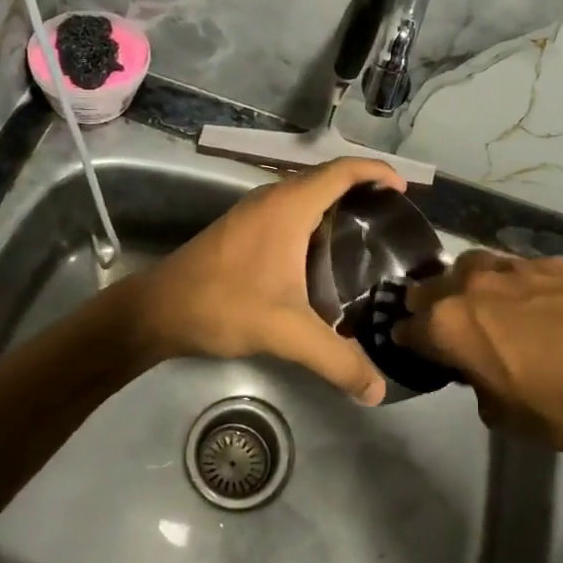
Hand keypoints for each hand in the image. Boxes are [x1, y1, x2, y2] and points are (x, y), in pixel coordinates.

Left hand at [125, 157, 403, 403]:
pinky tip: (324, 255)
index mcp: (290, 206)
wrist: (158, 310)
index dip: (376, 173)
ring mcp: (255, 210)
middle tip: (393, 220)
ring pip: (306, 193)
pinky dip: (316, 218)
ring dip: (337, 203)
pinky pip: (291, 208)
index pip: (342, 171)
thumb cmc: (225, 305)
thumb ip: (336, 360)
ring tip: (367, 236)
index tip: (404, 191)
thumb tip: (377, 390)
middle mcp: (274, 198)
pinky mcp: (243, 226)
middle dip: (363, 189)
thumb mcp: (287, 333)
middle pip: (327, 177)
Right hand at [395, 252, 562, 460]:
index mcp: (451, 324)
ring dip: (469, 285)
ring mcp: (515, 266)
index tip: (414, 348)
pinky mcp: (553, 262)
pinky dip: (515, 284)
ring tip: (485, 304)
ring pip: (473, 265)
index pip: (408, 327)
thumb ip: (477, 384)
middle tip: (445, 326)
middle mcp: (473, 284)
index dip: (408, 340)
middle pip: (431, 286)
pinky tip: (537, 303)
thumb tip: (478, 369)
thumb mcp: (504, 417)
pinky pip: (519, 268)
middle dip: (429, 305)